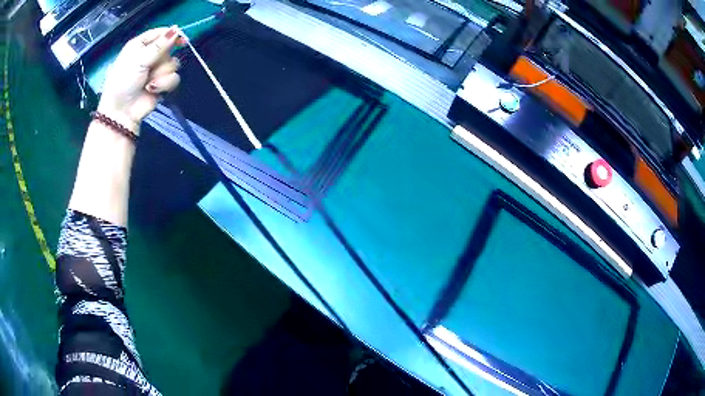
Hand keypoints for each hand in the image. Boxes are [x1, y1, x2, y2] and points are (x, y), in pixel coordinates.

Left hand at [97, 26, 184, 131]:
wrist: (122, 112)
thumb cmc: (124, 83)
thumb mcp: (139, 60)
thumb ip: (159, 45)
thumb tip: (176, 30)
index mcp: (140, 45)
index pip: (160, 33)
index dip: (171, 34)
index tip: (181, 39)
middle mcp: (149, 55)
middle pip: (170, 48)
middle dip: (162, 59)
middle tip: (151, 67)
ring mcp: (156, 70)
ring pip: (173, 64)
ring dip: (162, 74)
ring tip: (148, 83)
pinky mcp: (162, 84)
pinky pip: (174, 78)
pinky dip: (164, 85)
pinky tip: (152, 90)